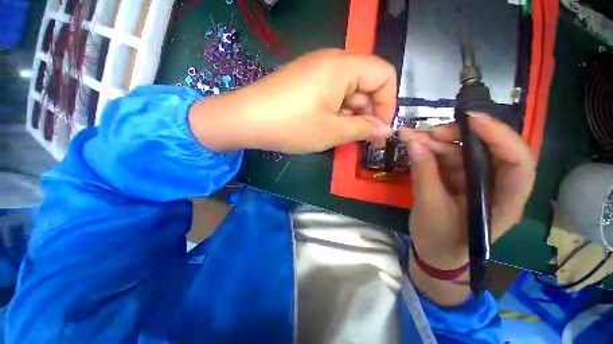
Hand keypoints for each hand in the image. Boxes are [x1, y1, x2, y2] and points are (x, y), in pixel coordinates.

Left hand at [189, 49, 396, 152]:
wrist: (246, 120)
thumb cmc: (291, 126)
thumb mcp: (332, 131)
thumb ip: (362, 129)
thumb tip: (383, 129)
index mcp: (343, 66)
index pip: (384, 74)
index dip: (388, 103)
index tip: (380, 128)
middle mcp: (331, 61)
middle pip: (365, 82)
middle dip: (367, 111)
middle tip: (359, 137)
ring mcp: (315, 70)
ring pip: (347, 90)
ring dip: (350, 113)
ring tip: (339, 133)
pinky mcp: (304, 81)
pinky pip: (331, 93)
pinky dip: (335, 110)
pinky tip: (325, 125)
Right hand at [400, 113, 535, 269]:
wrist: (434, 253)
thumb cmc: (439, 240)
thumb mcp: (428, 208)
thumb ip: (423, 174)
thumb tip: (413, 143)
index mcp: (503, 202)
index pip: (517, 164)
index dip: (500, 137)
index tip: (470, 120)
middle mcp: (496, 186)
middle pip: (488, 151)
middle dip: (458, 137)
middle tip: (427, 133)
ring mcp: (476, 181)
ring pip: (463, 151)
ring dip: (437, 143)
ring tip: (412, 138)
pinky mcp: (459, 180)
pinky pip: (448, 158)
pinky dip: (430, 151)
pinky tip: (415, 147)